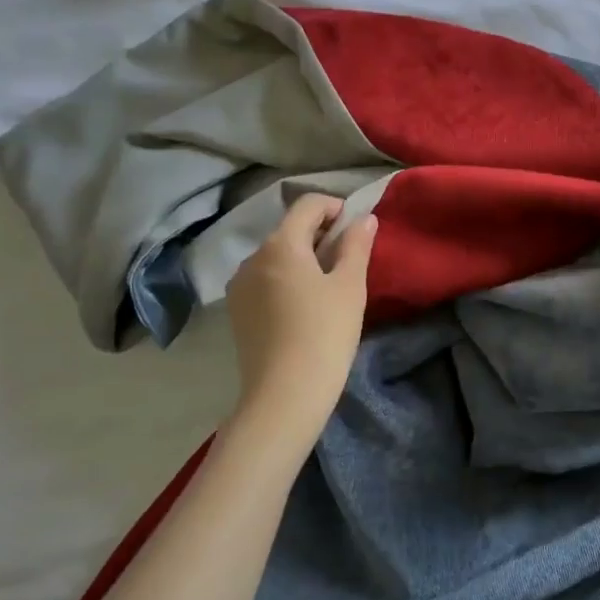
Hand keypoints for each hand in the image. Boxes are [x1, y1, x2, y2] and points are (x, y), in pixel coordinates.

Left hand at [225, 194, 376, 446]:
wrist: (284, 395)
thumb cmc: (325, 333)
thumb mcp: (350, 286)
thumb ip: (356, 245)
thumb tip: (363, 218)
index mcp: (281, 244)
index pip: (308, 204)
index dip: (335, 207)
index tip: (356, 229)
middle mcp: (253, 257)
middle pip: (289, 229)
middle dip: (320, 234)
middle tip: (348, 260)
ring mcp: (239, 285)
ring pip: (276, 256)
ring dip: (302, 258)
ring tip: (327, 286)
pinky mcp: (236, 311)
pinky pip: (265, 280)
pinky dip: (286, 280)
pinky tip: (303, 308)